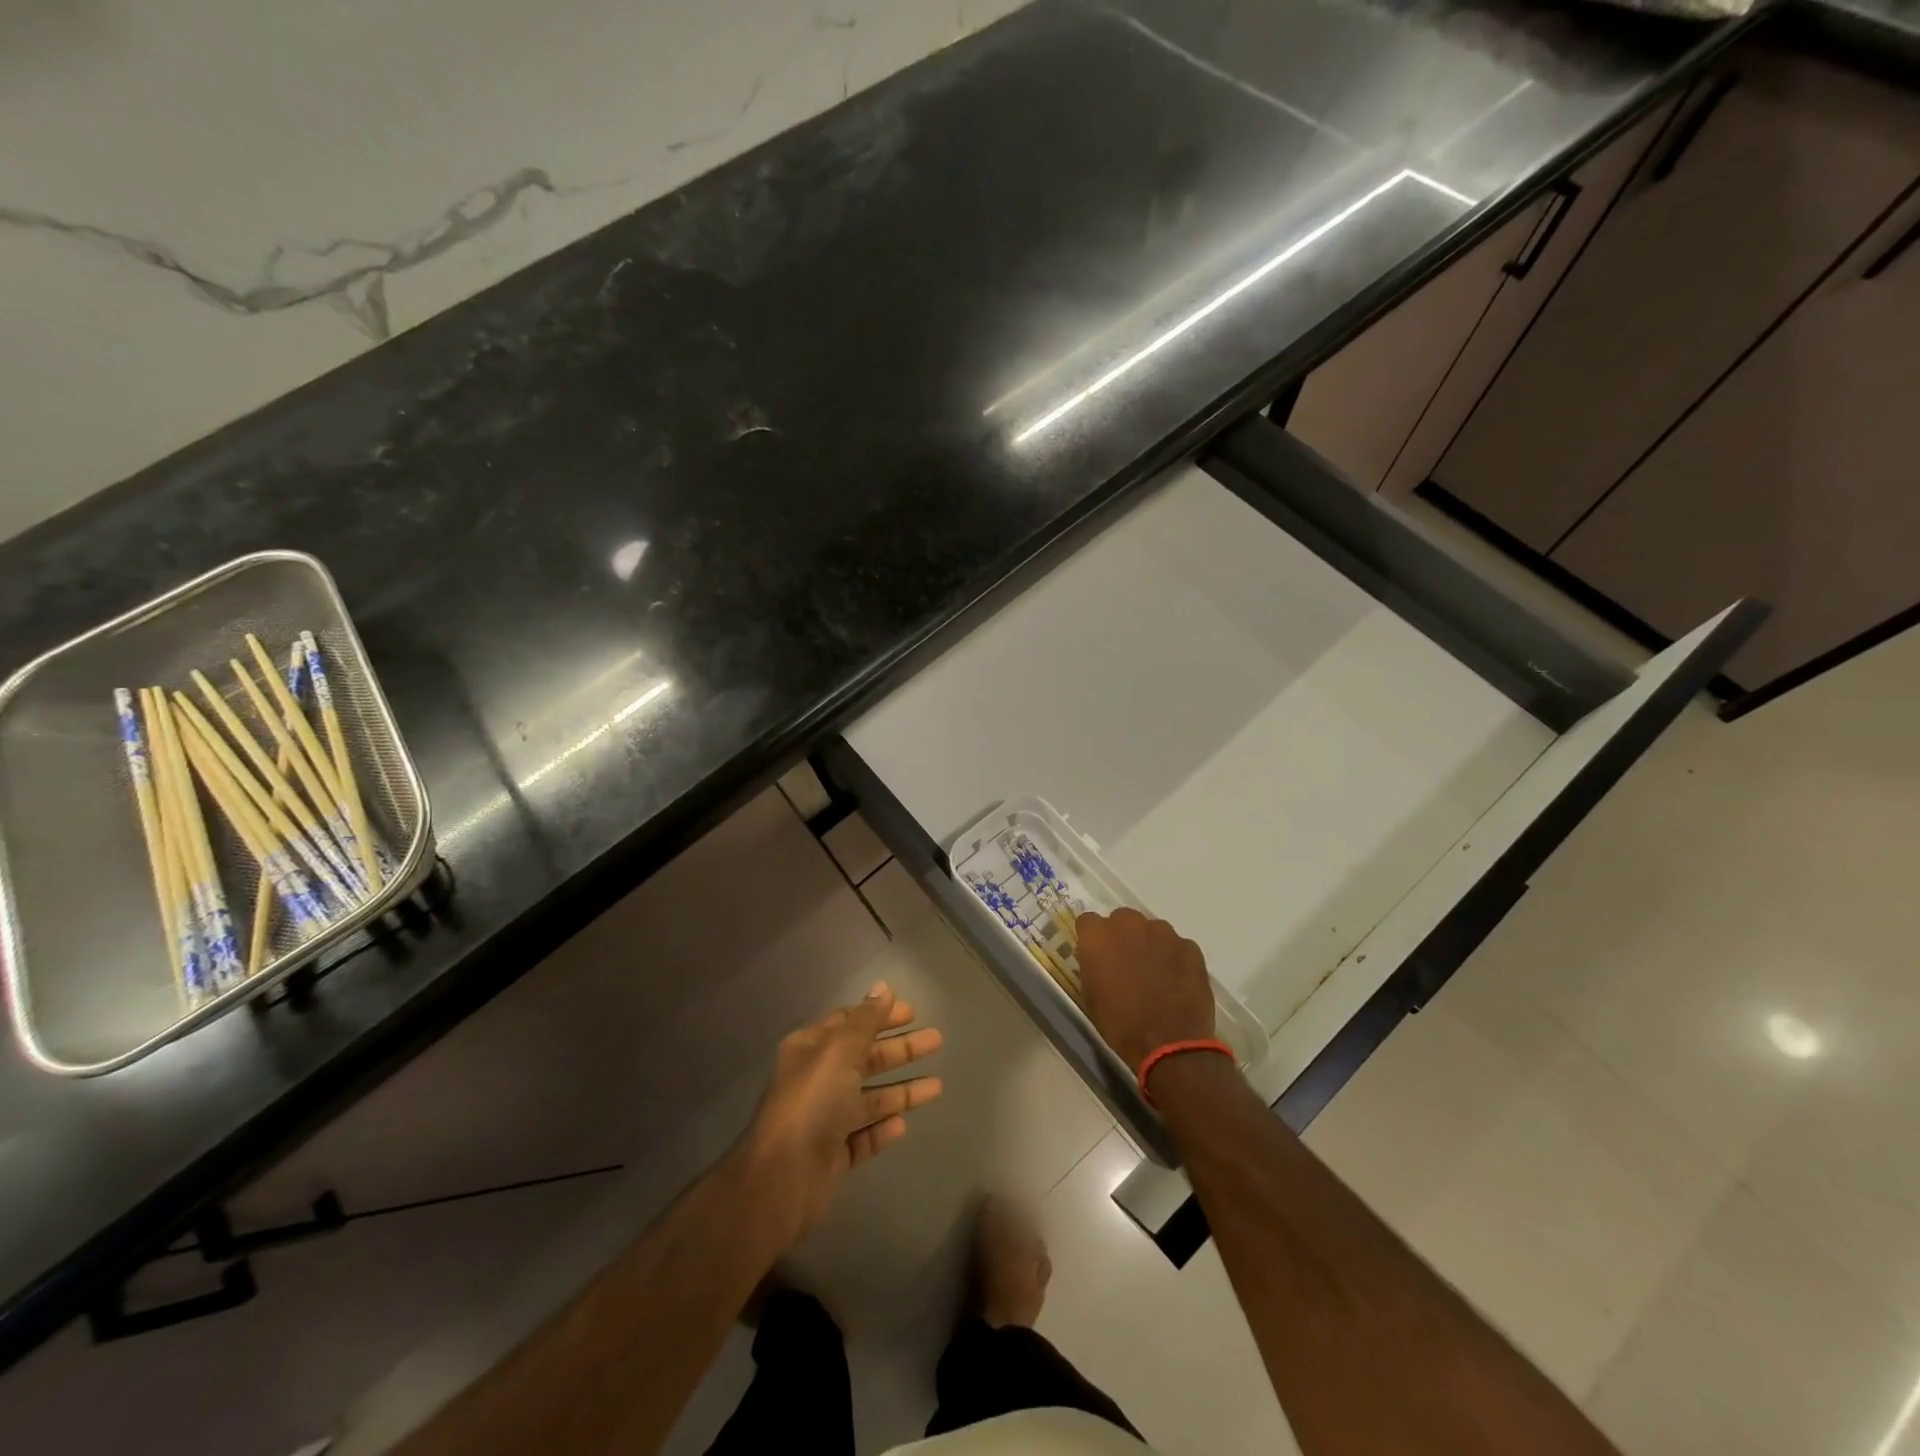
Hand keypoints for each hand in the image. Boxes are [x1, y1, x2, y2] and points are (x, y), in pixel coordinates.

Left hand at [745, 982, 943, 1245]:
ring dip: (901, 1091)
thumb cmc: (812, 1103)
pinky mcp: (833, 1156)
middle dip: (900, 1050)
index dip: (880, 1015)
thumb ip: (866, 1021)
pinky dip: (882, 1129)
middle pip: (865, 1059)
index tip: (913, 1012)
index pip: (849, 1023)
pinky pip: (864, 1137)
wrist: (783, 1179)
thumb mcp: (840, 1052)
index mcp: (811, 1050)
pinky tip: (903, 1124)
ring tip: (938, 1086)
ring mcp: (825, 1120)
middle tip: (936, 1041)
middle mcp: (817, 1081)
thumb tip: (884, 987)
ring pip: (869, 1099)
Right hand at [1076, 908, 1216, 1074]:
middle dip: (1122, 937)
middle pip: (1122, 920)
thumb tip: (1100, 957)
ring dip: (1150, 945)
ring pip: (1152, 930)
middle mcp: (1130, 924)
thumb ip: (1092, 965)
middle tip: (1126, 964)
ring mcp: (1164, 933)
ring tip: (1155, 974)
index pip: (1088, 922)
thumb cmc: (1120, 1023)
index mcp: (1099, 935)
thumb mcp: (1091, 995)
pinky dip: (1175, 958)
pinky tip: (1176, 982)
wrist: (1169, 1044)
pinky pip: (1177, 946)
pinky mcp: (1190, 947)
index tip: (1096, 956)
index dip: (1092, 939)